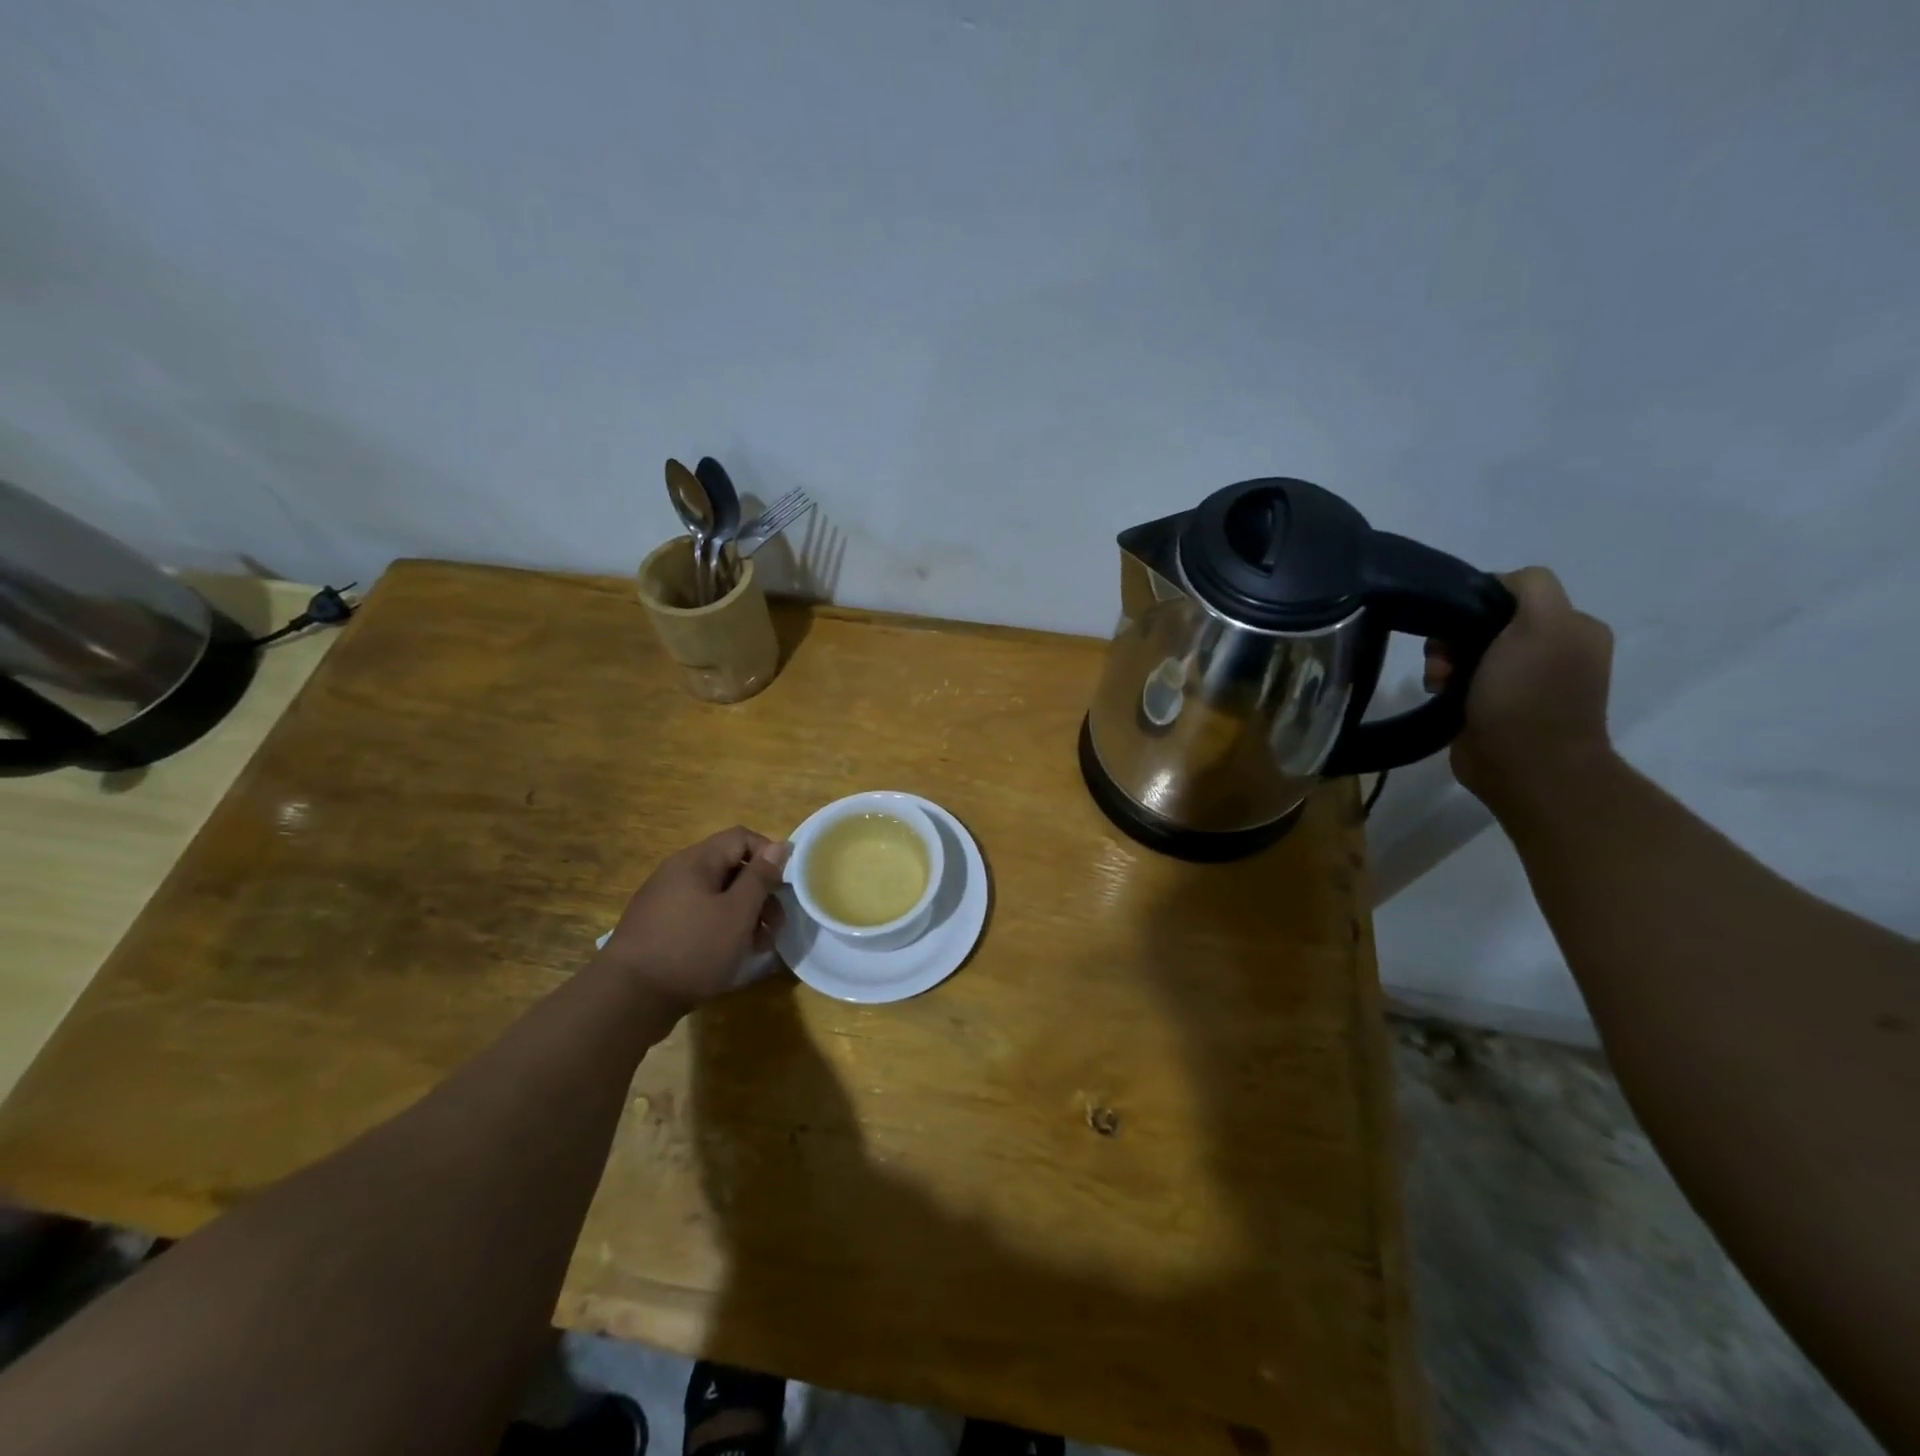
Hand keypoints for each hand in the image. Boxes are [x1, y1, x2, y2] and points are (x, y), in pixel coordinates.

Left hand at [594, 827, 791, 1018]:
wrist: (628, 998)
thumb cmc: (692, 948)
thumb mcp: (737, 913)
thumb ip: (760, 877)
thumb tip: (781, 846)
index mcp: (696, 861)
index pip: (742, 838)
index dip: (769, 855)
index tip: (784, 887)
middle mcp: (678, 873)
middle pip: (731, 868)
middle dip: (760, 893)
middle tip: (775, 926)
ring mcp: (666, 901)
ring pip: (717, 896)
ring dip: (744, 915)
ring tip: (758, 947)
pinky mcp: (660, 928)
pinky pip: (700, 916)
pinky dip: (721, 929)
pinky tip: (731, 955)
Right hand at [1424, 566, 1614, 808]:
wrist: (1524, 767)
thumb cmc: (1530, 694)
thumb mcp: (1542, 624)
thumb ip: (1528, 587)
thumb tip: (1495, 585)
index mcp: (1572, 627)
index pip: (1514, 592)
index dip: (1479, 601)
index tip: (1458, 623)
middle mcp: (1552, 651)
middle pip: (1486, 622)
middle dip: (1455, 636)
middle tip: (1442, 659)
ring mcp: (1523, 682)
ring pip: (1468, 652)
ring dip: (1445, 661)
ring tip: (1439, 682)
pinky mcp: (1494, 708)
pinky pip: (1461, 681)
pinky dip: (1446, 684)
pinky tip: (1440, 694)